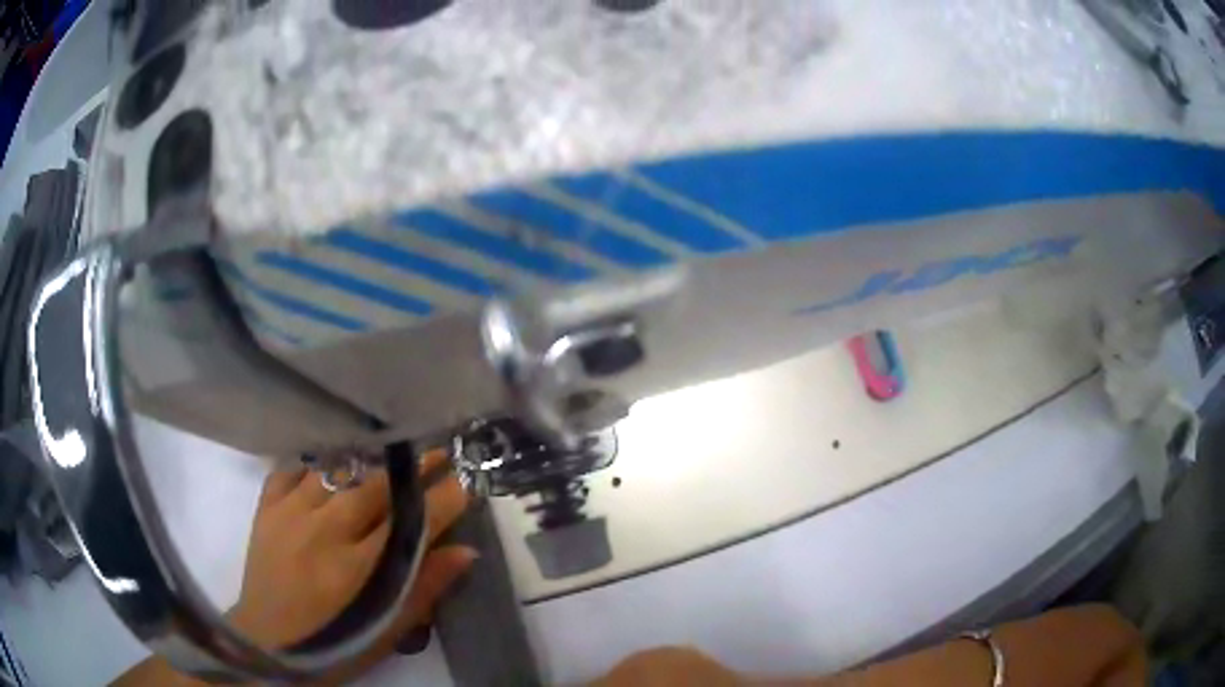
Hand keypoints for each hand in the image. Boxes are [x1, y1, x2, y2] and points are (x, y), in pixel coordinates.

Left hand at [229, 450, 474, 674]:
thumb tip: (466, 551)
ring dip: (366, 461)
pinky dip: (313, 464)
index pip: (411, 522)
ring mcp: (290, 514)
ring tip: (387, 453)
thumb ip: (426, 587)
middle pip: (375, 486)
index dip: (443, 499)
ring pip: (336, 470)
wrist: (269, 646)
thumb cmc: (337, 644)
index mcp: (358, 568)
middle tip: (437, 453)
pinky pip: (291, 470)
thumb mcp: (388, 629)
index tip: (466, 483)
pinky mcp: (266, 509)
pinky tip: (327, 467)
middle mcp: (324, 531)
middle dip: (412, 468)